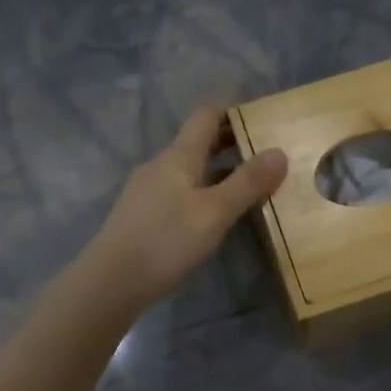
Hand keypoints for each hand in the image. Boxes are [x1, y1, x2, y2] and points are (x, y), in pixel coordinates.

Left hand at [87, 104, 287, 310]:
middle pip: (198, 141)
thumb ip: (247, 183)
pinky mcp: (144, 214)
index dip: (233, 108)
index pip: (206, 114)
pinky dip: (205, 190)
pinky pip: (181, 190)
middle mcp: (161, 165)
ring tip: (250, 183)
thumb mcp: (214, 213)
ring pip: (190, 168)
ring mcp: (149, 190)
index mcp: (178, 156)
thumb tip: (279, 151)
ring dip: (220, 169)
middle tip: (266, 150)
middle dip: (232, 140)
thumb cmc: (165, 241)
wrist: (110, 282)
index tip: (262, 114)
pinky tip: (217, 213)